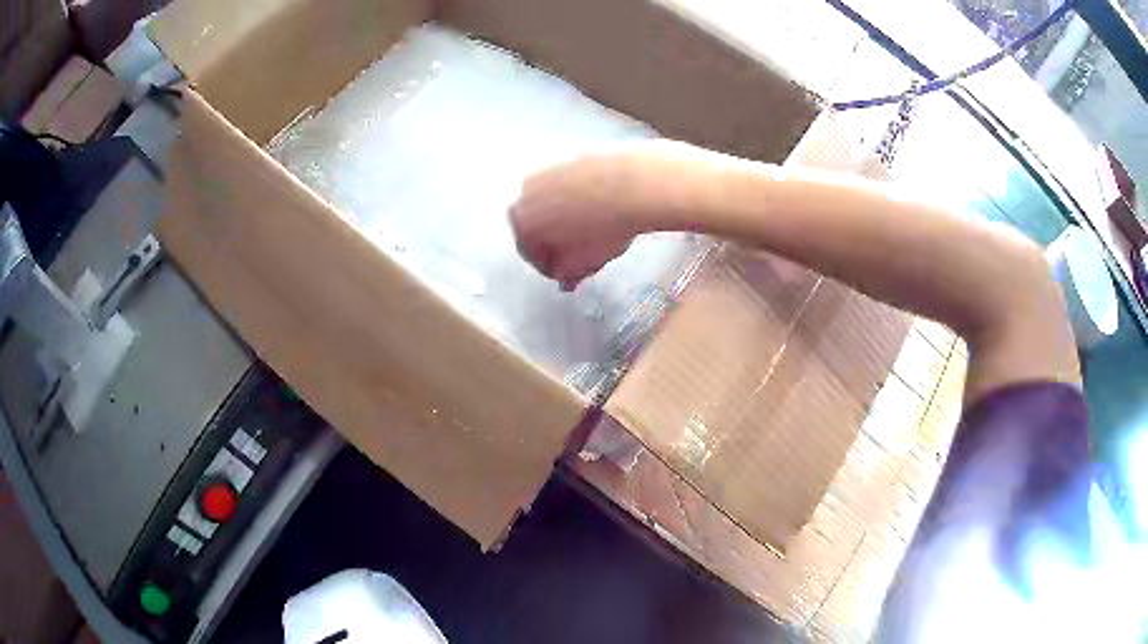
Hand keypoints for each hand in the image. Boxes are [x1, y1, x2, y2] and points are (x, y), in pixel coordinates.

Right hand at [509, 141, 698, 289]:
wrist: (631, 184)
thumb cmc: (601, 230)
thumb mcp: (584, 263)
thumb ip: (568, 274)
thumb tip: (564, 279)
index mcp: (521, 224)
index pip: (531, 255)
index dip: (551, 267)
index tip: (569, 273)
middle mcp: (524, 194)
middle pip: (537, 224)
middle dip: (555, 239)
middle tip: (579, 250)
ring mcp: (545, 170)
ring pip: (551, 202)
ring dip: (565, 216)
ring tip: (593, 227)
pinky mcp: (569, 156)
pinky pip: (569, 184)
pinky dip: (579, 196)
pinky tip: (600, 205)